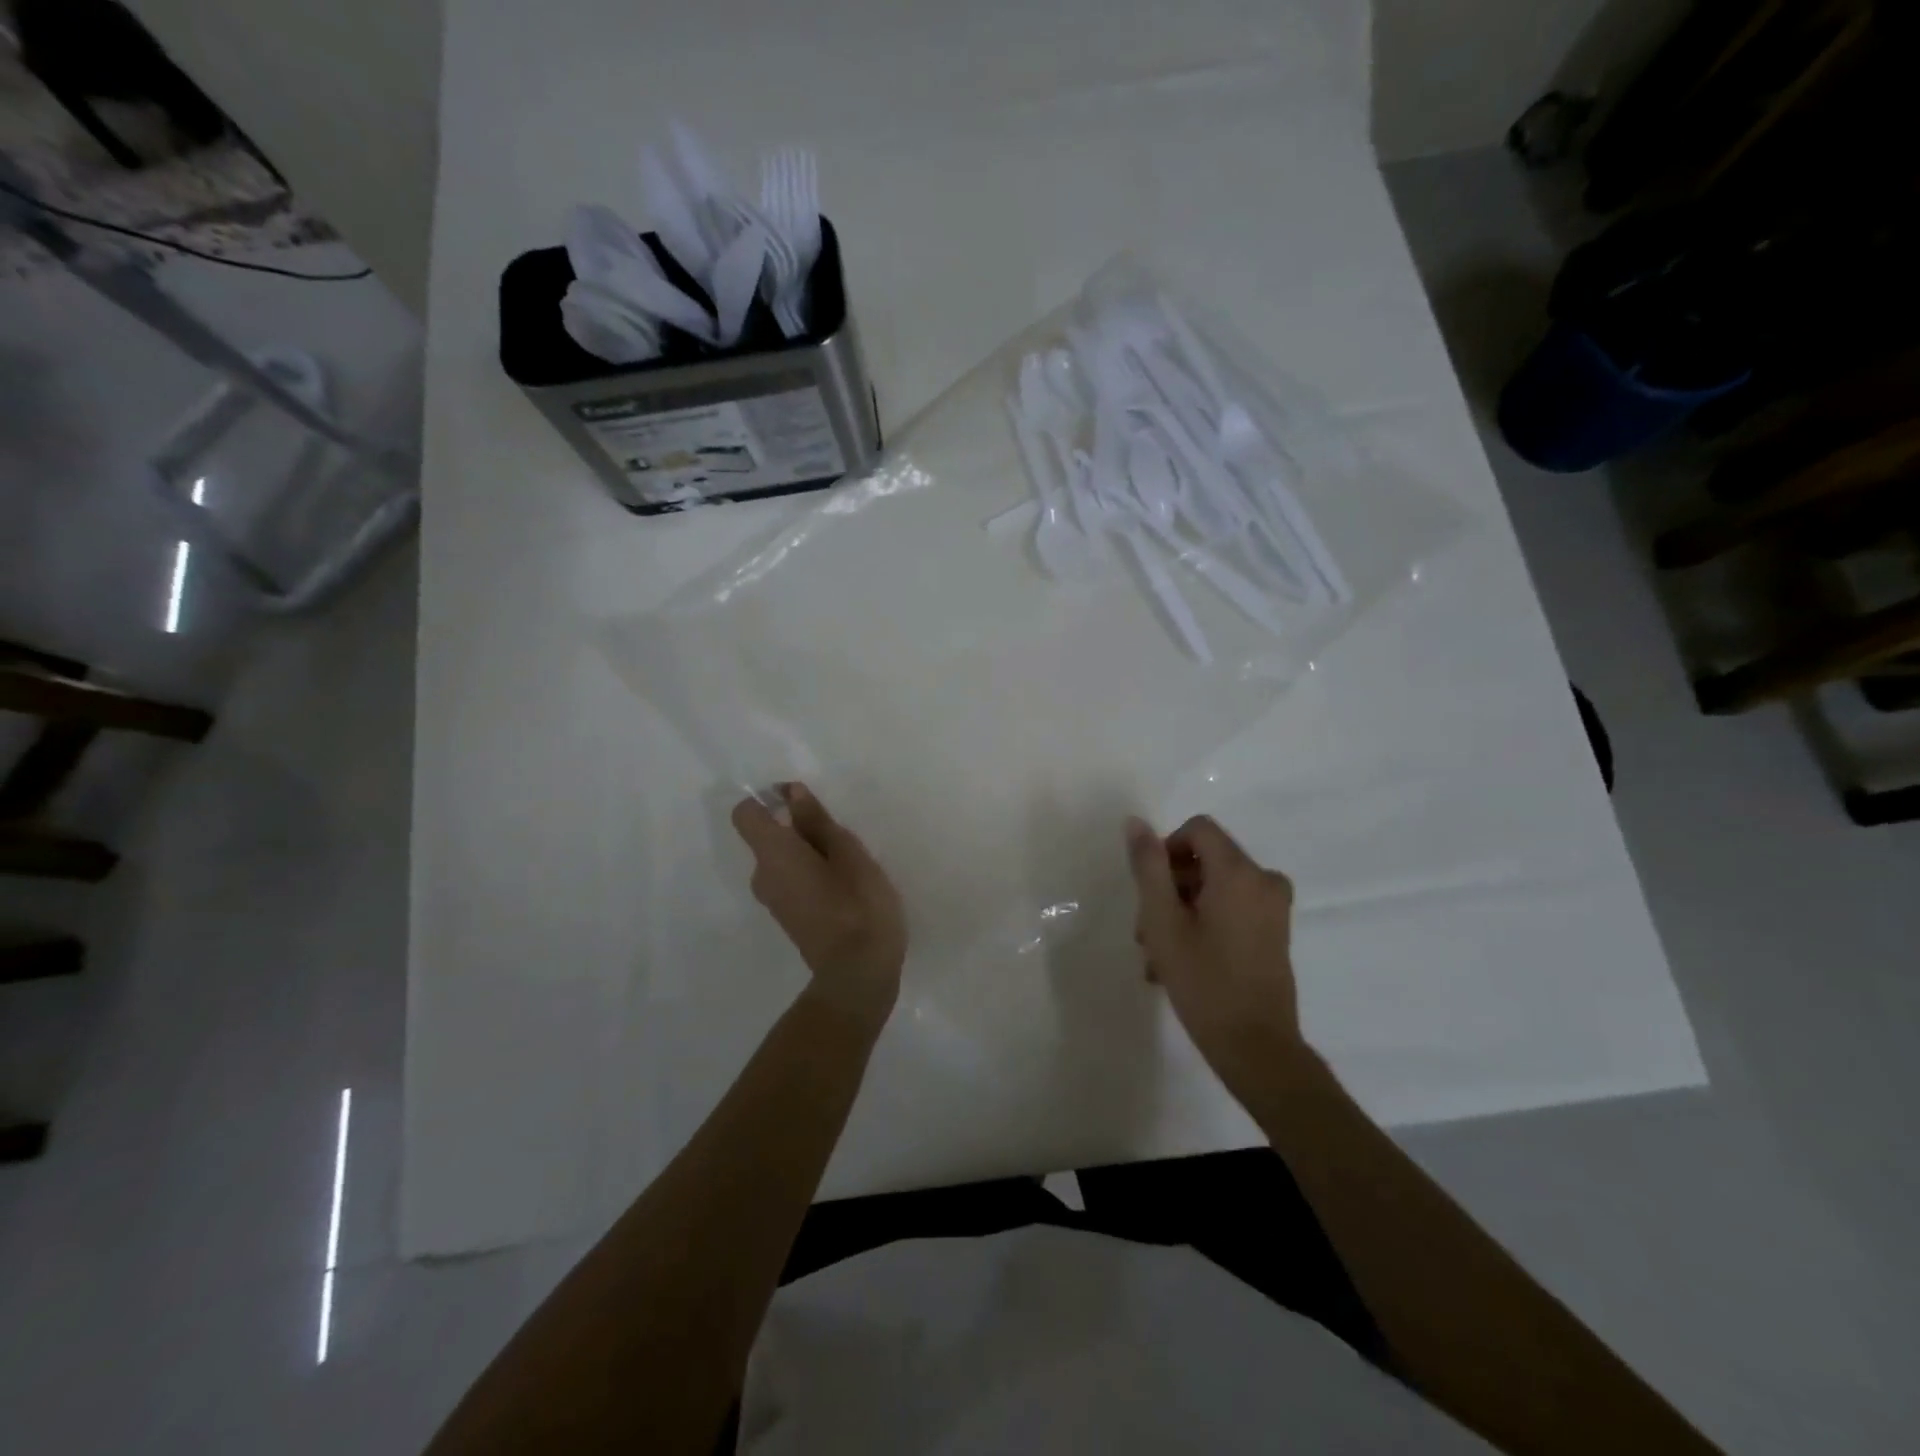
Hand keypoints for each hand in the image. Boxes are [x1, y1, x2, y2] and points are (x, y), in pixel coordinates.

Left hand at [731, 783, 906, 1027]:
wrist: (858, 975)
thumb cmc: (858, 906)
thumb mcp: (848, 853)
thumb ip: (817, 821)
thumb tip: (792, 794)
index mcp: (773, 854)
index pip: (745, 814)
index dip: (769, 800)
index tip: (802, 801)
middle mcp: (763, 876)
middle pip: (768, 836)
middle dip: (799, 827)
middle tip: (842, 836)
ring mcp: (773, 901)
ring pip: (783, 860)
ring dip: (809, 852)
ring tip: (850, 863)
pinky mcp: (789, 918)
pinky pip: (790, 881)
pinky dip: (810, 874)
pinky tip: (845, 886)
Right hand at [1125, 815, 1305, 1087]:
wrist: (1256, 1047)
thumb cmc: (1204, 982)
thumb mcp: (1163, 921)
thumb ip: (1149, 867)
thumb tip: (1136, 822)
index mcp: (1239, 872)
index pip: (1198, 829)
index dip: (1167, 850)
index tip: (1151, 891)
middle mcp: (1264, 880)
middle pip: (1206, 860)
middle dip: (1170, 888)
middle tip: (1146, 932)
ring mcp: (1274, 907)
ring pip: (1215, 887)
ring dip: (1181, 911)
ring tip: (1157, 955)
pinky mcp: (1275, 931)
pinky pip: (1232, 907)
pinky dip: (1204, 922)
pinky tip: (1181, 960)